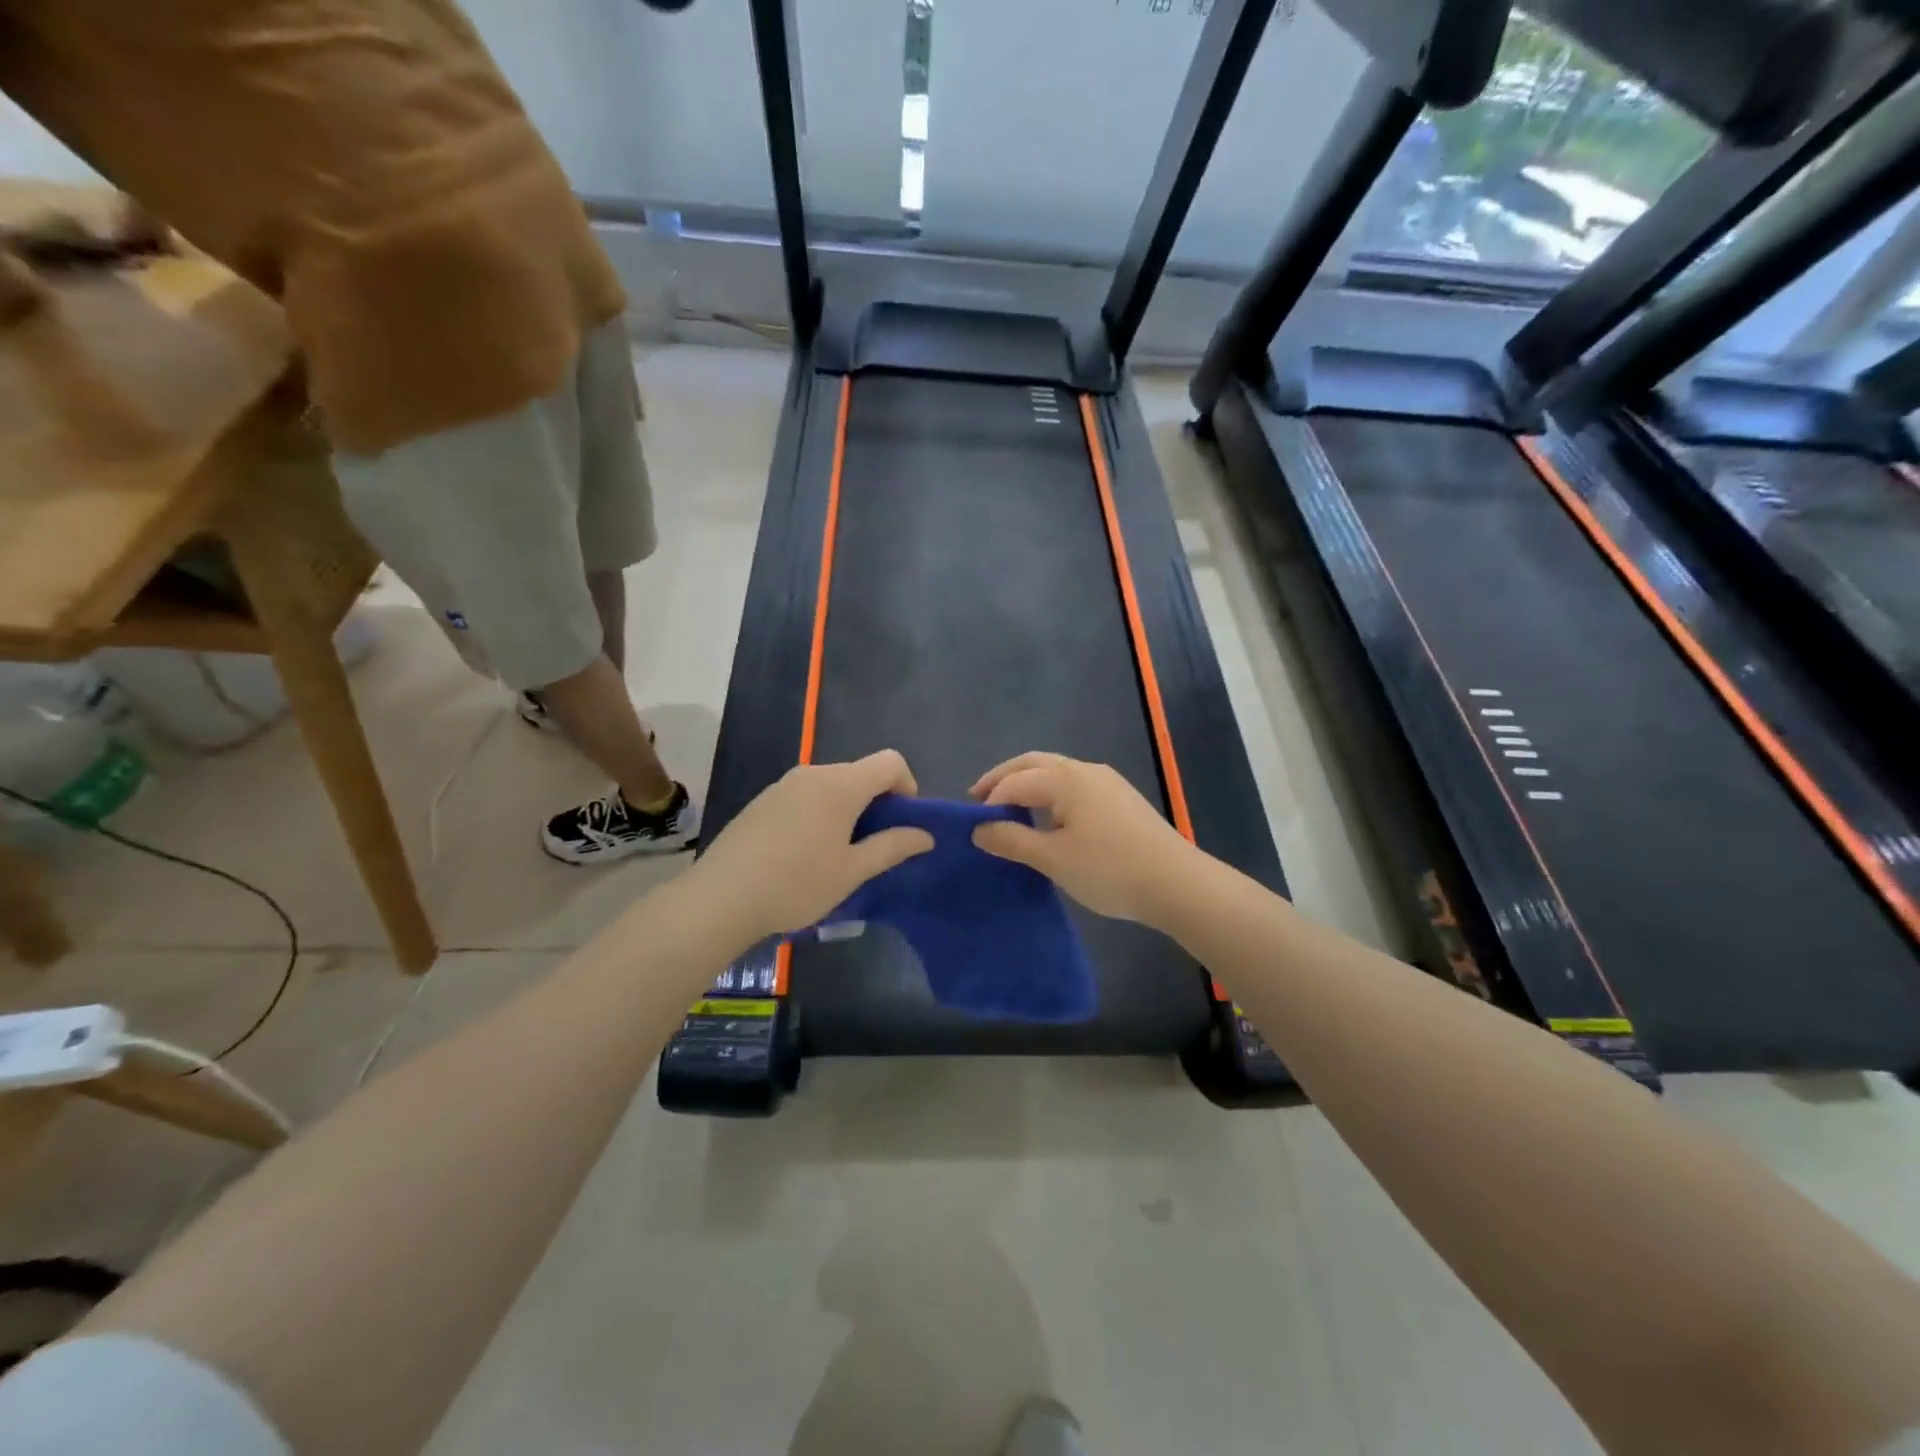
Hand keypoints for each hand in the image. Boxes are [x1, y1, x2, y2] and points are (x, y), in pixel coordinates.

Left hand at [691, 750, 933, 941]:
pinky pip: (805, 796)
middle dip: (877, 802)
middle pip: (860, 773)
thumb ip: (892, 847)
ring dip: (847, 810)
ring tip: (838, 854)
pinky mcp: (763, 801)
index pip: (890, 761)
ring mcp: (783, 785)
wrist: (721, 898)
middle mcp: (813, 773)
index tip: (902, 824)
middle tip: (873, 847)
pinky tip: (804, 854)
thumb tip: (925, 835)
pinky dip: (820, 814)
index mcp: (841, 785)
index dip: (907, 786)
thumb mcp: (852, 871)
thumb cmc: (797, 884)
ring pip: (832, 785)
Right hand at [969, 752, 1202, 926]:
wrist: (1177, 884)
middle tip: (978, 798)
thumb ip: (1012, 840)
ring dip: (1028, 783)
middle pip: (1034, 763)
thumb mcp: (1053, 858)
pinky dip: (1050, 793)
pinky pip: (1074, 785)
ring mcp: (1107, 782)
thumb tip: (979, 828)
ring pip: (1056, 772)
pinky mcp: (1121, 799)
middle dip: (1003, 778)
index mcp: (1065, 779)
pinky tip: (1049, 818)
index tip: (972, 827)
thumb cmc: (1109, 870)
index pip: (1014, 782)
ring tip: (1009, 808)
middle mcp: (1085, 770)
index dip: (989, 801)